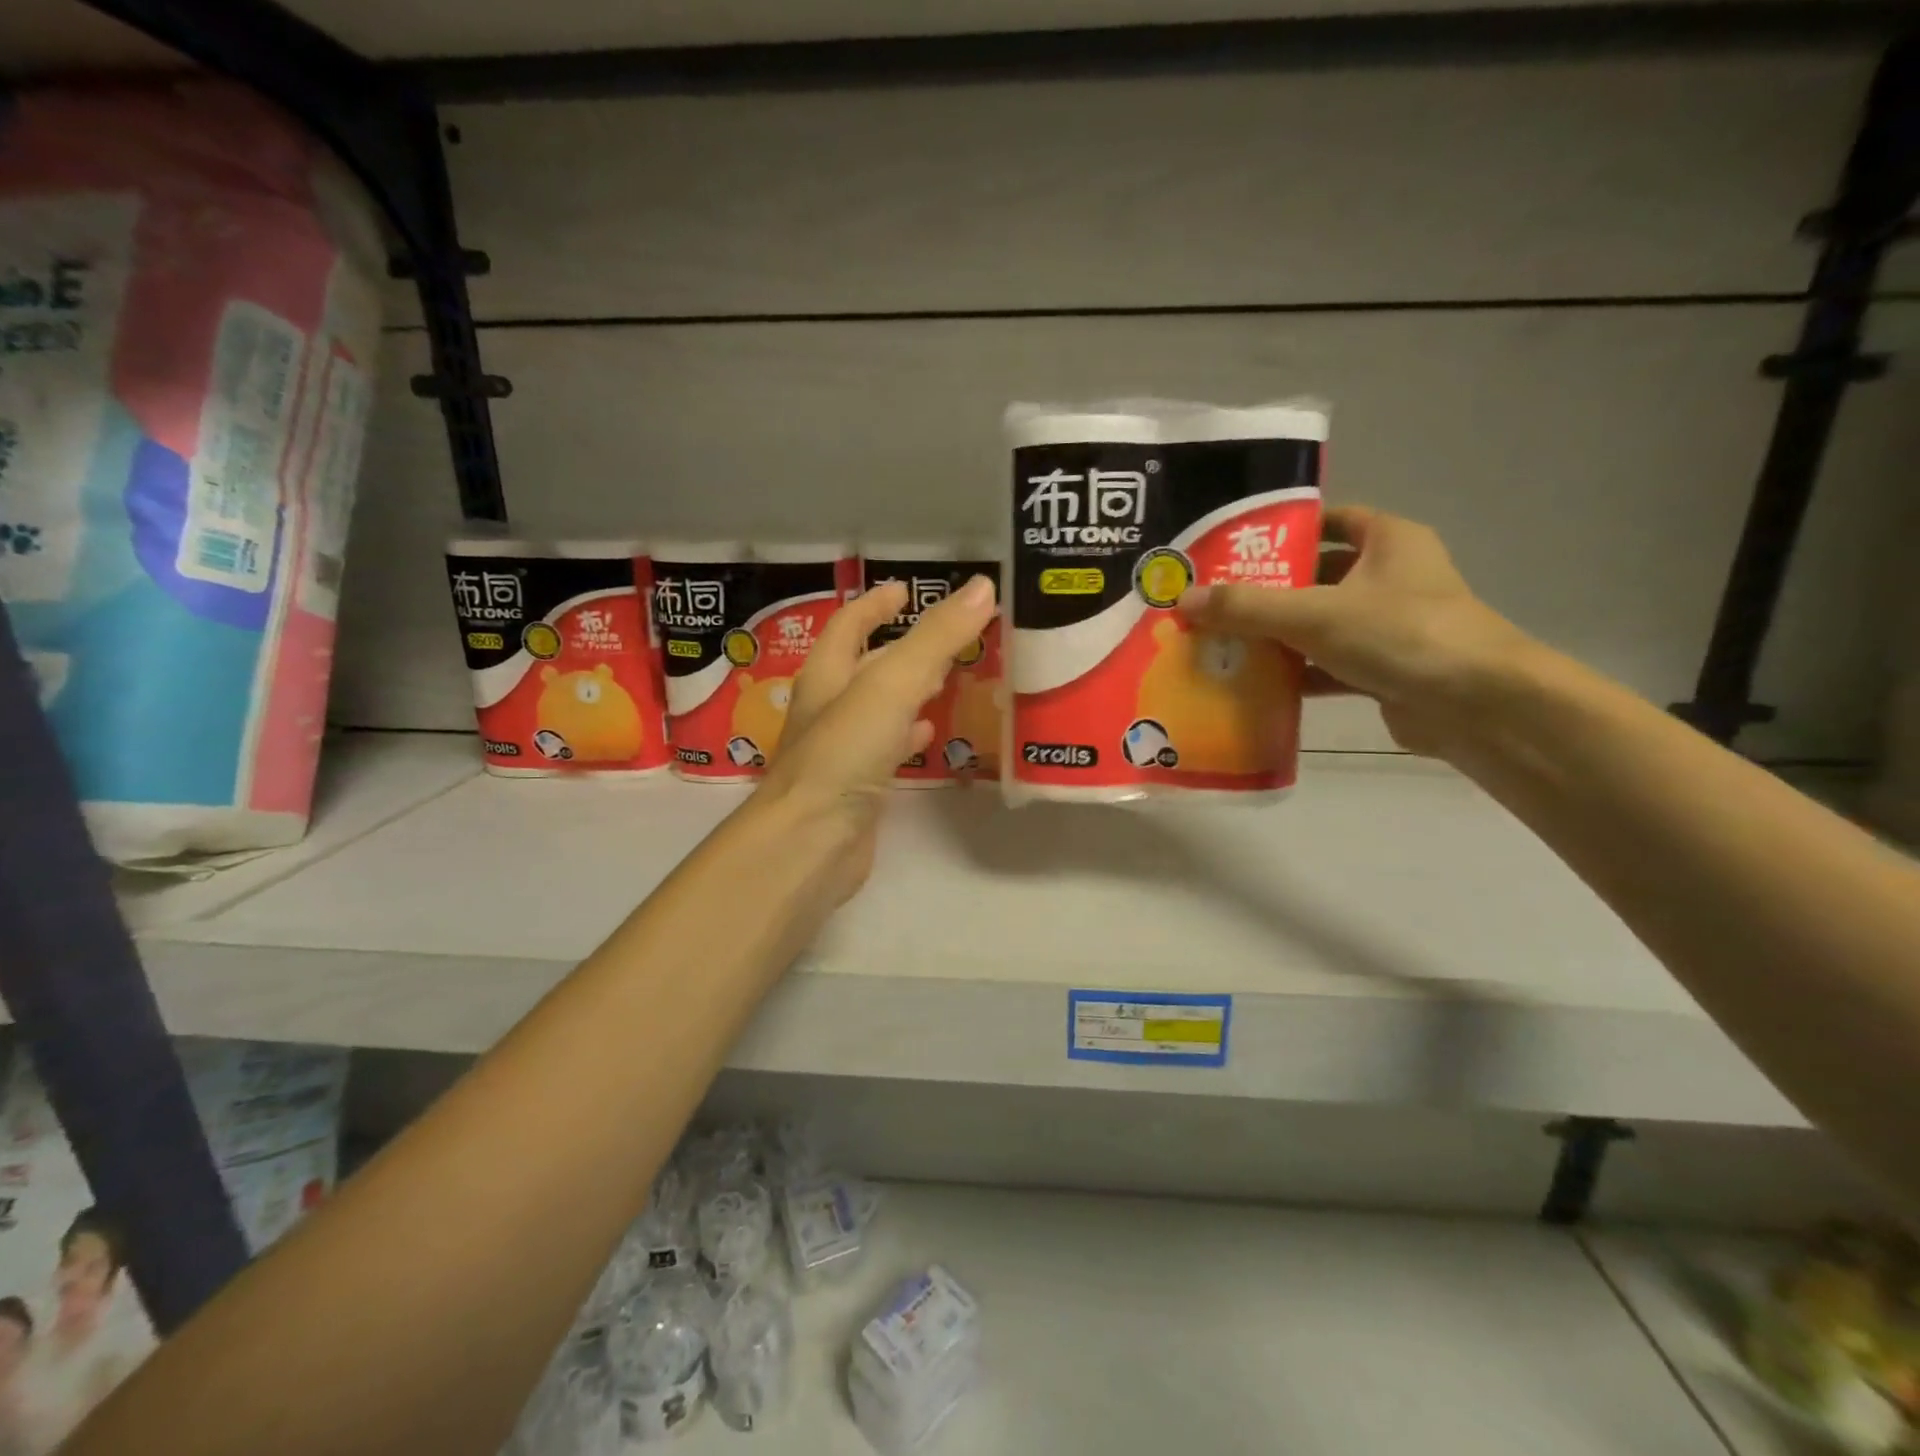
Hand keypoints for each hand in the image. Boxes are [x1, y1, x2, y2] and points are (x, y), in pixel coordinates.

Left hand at [754, 573, 997, 897]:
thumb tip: (981, 587)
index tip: (905, 590)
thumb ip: (936, 638)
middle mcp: (830, 708)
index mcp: (828, 675)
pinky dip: (908, 735)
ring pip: (880, 708)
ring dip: (908, 690)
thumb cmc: (843, 754)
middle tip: (945, 637)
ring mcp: (841, 751)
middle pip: (865, 666)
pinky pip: (887, 750)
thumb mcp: (892, 685)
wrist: (810, 842)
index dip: (875, 604)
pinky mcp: (858, 787)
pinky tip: (929, 736)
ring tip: (946, 679)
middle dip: (900, 647)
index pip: (849, 625)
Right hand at [1179, 507, 1530, 757]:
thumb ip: (1246, 607)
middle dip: (1268, 590)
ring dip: (1277, 636)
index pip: (1331, 521)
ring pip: (1319, 624)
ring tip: (1222, 642)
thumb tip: (1182, 601)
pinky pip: (1327, 665)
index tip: (1236, 548)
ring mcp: (1389, 627)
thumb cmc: (1401, 634)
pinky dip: (1295, 673)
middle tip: (1214, 602)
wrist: (1477, 706)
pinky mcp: (1383, 670)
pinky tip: (1255, 683)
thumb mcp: (1314, 613)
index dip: (1286, 531)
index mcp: (1388, 542)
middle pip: (1317, 576)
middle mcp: (1391, 578)